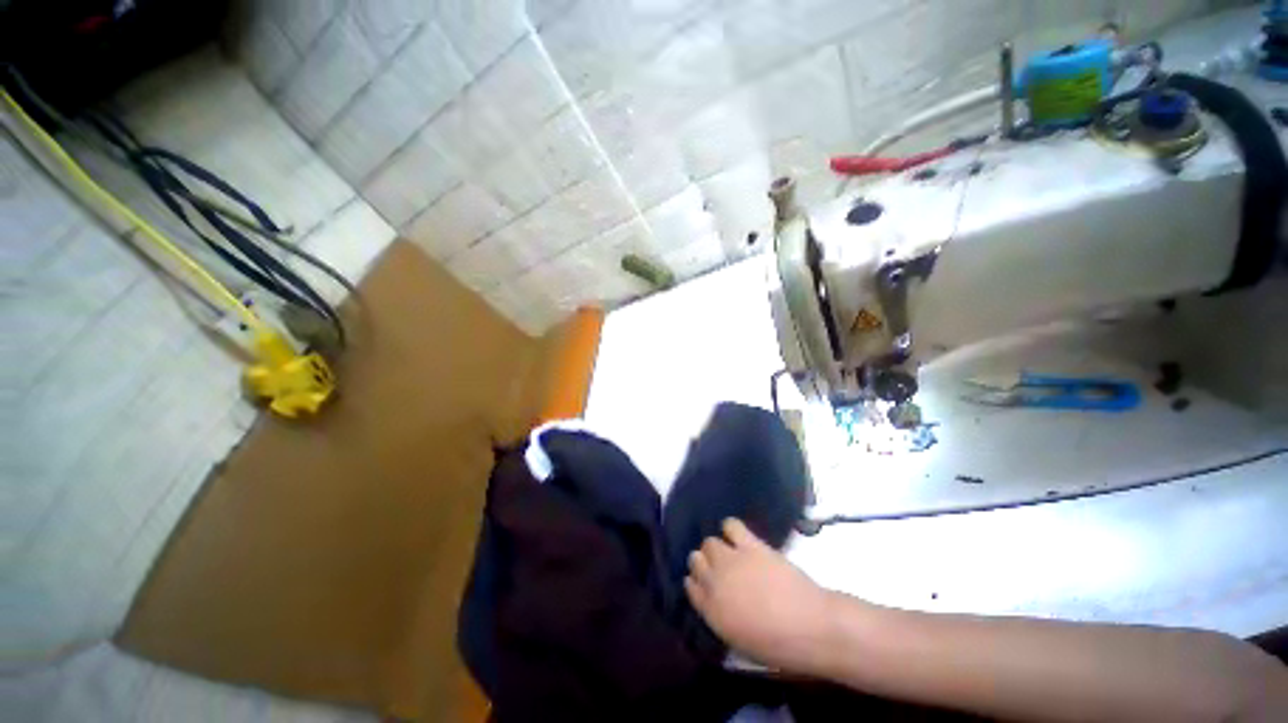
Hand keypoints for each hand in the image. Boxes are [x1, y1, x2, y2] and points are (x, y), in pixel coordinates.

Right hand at [685, 518, 837, 674]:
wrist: (810, 627)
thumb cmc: (777, 645)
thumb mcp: (739, 641)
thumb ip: (719, 616)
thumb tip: (715, 600)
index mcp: (710, 610)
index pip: (690, 586)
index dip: (697, 582)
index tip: (705, 583)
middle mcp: (714, 581)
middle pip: (695, 559)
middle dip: (704, 563)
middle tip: (721, 569)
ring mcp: (731, 560)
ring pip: (709, 542)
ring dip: (717, 547)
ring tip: (731, 553)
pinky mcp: (750, 545)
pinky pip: (731, 525)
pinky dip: (731, 528)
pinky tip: (740, 537)